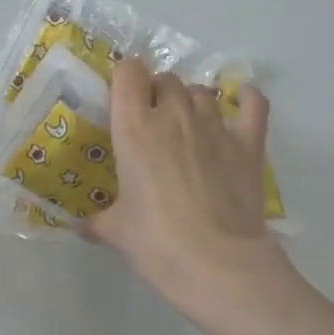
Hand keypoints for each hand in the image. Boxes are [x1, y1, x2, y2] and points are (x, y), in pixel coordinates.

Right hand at [82, 61, 299, 331]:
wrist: (216, 262)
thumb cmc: (155, 241)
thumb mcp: (115, 231)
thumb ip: (96, 222)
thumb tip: (81, 227)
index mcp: (135, 127)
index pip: (128, 72)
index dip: (124, 79)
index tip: (120, 99)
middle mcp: (174, 115)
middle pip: (167, 79)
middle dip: (157, 93)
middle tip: (151, 122)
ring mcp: (216, 126)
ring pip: (202, 91)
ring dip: (192, 101)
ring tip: (187, 125)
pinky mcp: (249, 143)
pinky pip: (252, 103)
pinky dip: (245, 99)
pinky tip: (239, 105)